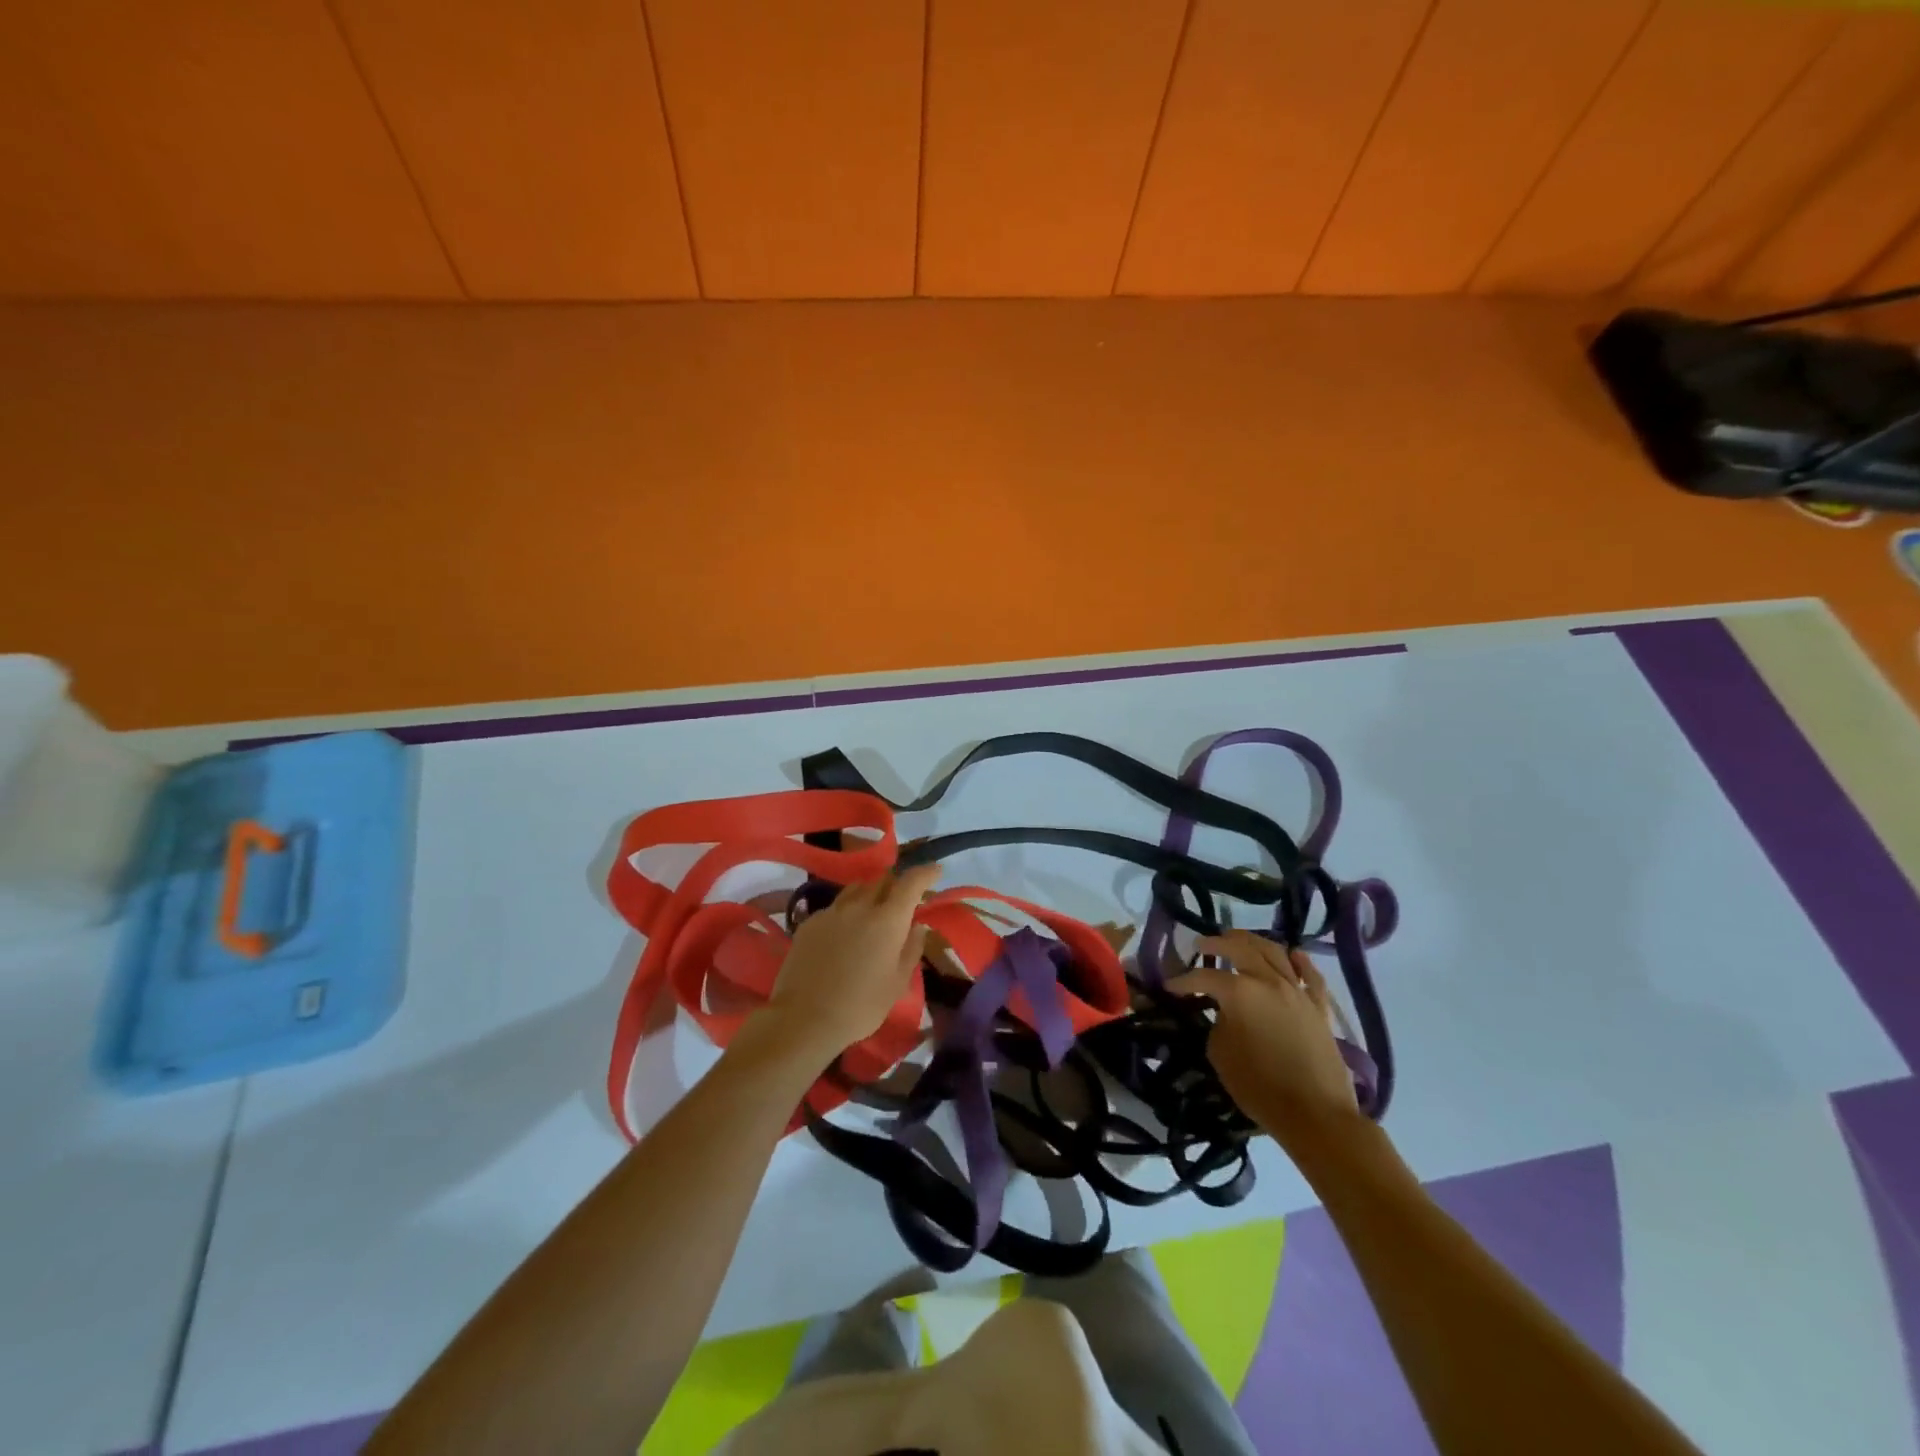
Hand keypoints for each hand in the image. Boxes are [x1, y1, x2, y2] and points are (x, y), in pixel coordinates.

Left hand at [758, 863, 939, 1062]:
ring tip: (872, 911)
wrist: (804, 1018)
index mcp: (888, 919)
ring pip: (856, 888)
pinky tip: (843, 933)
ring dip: (870, 893)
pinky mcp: (810, 922)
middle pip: (882, 879)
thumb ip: (911, 949)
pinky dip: (846, 912)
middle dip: (896, 883)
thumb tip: (918, 926)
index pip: (911, 882)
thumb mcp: (897, 983)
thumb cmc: (860, 1006)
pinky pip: (835, 907)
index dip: (926, 872)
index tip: (936, 870)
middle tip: (902, 899)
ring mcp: (832, 911)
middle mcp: (860, 906)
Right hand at [1169, 929, 1361, 1151]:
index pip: (1205, 977)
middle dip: (1217, 943)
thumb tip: (1224, 1013)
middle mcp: (1269, 982)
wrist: (1315, 1115)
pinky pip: (1311, 976)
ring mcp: (1297, 992)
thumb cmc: (1259, 1086)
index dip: (1184, 981)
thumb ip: (1218, 1024)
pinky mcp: (1319, 1008)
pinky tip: (1292, 954)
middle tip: (1201, 944)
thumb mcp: (1220, 1055)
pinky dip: (1300, 962)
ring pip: (1275, 952)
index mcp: (1240, 992)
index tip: (1170, 986)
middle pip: (1240, 948)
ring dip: (1252, 941)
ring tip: (1238, 940)